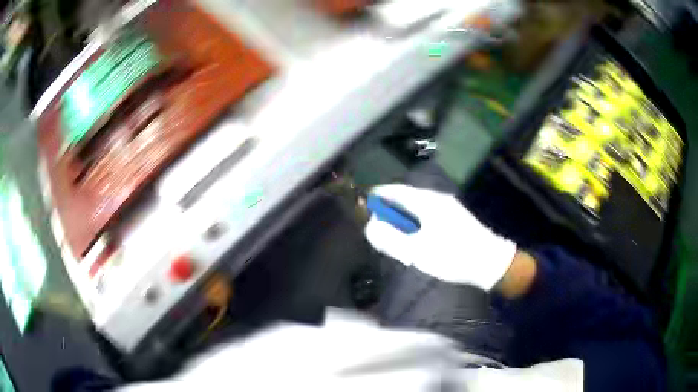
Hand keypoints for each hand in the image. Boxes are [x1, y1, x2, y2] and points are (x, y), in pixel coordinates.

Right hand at [364, 184, 516, 290]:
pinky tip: (415, 239)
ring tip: (395, 236)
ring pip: (417, 207)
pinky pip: (427, 214)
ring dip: (403, 218)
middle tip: (378, 226)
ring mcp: (448, 207)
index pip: (396, 191)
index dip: (378, 195)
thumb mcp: (417, 251)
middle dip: (390, 210)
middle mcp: (438, 199)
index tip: (364, 202)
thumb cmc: (453, 256)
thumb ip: (390, 238)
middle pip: (406, 198)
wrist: (490, 262)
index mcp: (427, 202)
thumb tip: (371, 226)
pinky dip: (415, 222)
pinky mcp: (455, 218)